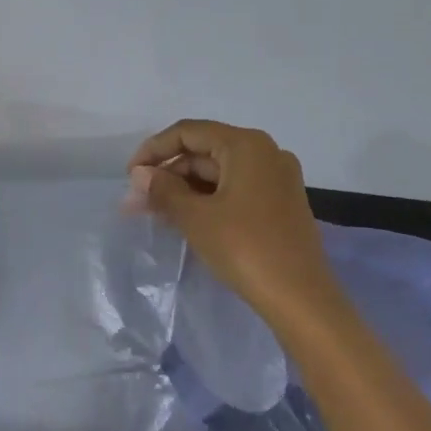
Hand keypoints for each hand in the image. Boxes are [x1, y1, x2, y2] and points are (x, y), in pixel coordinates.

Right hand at [126, 120, 336, 321]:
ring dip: (183, 190)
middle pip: (204, 152)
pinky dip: (206, 200)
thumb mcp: (195, 217)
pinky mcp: (279, 204)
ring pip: (218, 174)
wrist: (300, 298)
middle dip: (167, 174)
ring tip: (153, 214)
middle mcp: (265, 153)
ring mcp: (276, 179)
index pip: (188, 132)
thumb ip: (163, 190)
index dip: (153, 150)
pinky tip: (183, 220)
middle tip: (136, 203)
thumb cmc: (245, 248)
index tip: (130, 177)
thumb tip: (139, 175)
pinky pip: (234, 190)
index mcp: (246, 145)